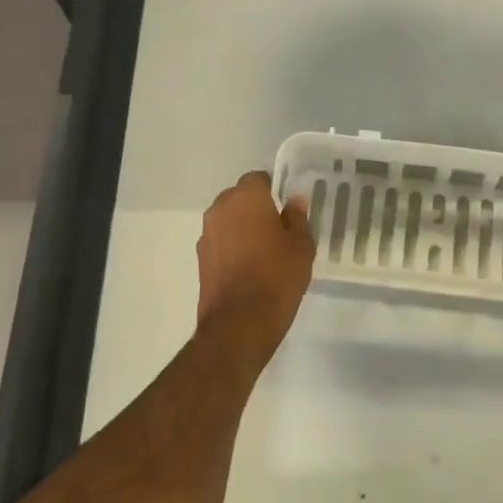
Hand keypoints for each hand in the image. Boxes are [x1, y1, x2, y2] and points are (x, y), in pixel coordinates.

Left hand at [196, 171, 315, 365]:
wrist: (239, 324)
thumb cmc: (277, 277)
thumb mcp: (301, 246)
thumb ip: (297, 218)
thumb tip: (293, 200)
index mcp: (246, 198)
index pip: (258, 178)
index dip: (273, 189)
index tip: (286, 205)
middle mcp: (220, 209)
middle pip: (239, 197)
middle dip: (255, 206)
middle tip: (278, 226)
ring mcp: (206, 234)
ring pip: (227, 219)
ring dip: (242, 226)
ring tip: (264, 248)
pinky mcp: (201, 258)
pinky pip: (220, 241)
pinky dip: (232, 246)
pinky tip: (248, 266)